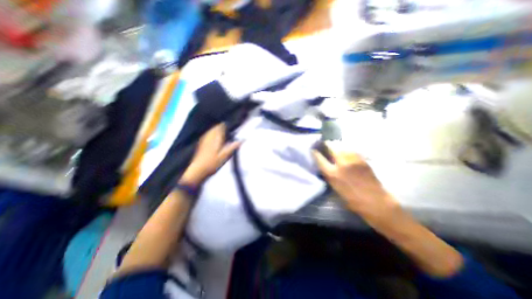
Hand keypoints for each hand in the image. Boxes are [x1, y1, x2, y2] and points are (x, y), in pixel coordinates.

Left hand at [182, 124, 241, 186]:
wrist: (197, 170)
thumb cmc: (212, 163)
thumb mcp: (224, 156)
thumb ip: (233, 147)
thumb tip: (242, 140)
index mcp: (215, 138)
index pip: (221, 127)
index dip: (227, 126)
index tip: (232, 128)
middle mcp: (209, 137)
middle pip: (216, 127)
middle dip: (222, 128)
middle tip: (229, 132)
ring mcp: (204, 140)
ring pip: (211, 130)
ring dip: (217, 131)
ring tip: (223, 135)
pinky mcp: (201, 144)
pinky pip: (208, 135)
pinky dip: (213, 135)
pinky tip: (215, 140)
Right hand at [312, 141, 396, 221]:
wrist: (376, 202)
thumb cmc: (353, 200)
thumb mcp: (335, 188)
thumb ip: (329, 175)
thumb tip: (325, 166)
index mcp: (333, 174)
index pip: (319, 159)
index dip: (315, 152)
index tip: (312, 149)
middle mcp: (342, 164)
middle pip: (331, 147)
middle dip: (326, 144)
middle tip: (324, 144)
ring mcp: (353, 160)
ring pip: (342, 146)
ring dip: (337, 145)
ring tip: (335, 147)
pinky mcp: (362, 159)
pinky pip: (351, 150)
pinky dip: (346, 149)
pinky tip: (346, 151)